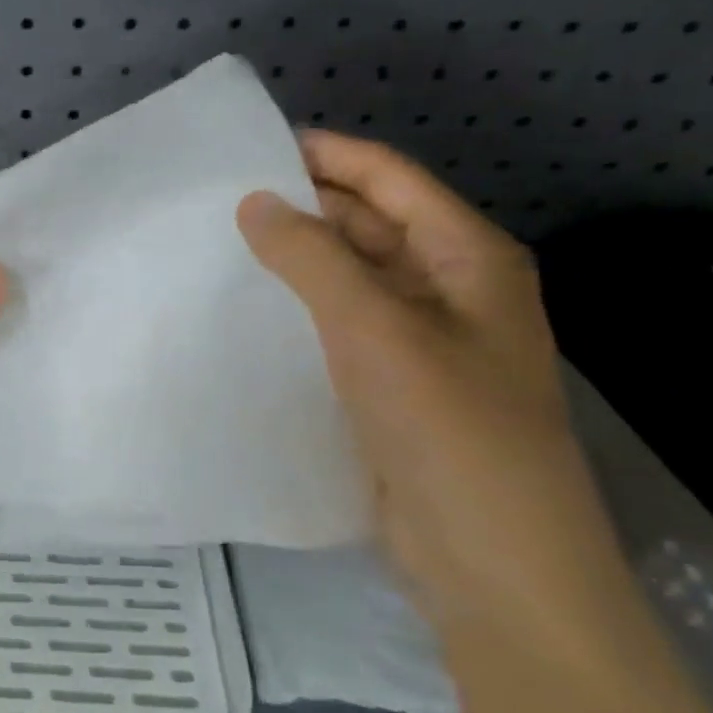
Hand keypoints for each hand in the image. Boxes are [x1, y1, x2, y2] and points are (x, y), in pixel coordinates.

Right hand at [237, 132, 632, 637]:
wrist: (492, 565)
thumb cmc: (448, 430)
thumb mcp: (375, 328)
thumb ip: (311, 256)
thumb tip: (253, 200)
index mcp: (467, 257)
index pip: (388, 178)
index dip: (325, 154)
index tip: (249, 147)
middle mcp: (450, 288)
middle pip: (371, 223)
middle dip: (304, 205)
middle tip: (220, 199)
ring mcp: (423, 341)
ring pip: (351, 277)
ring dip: (298, 259)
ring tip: (222, 245)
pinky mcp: (394, 385)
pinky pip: (340, 326)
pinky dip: (300, 309)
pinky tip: (250, 310)